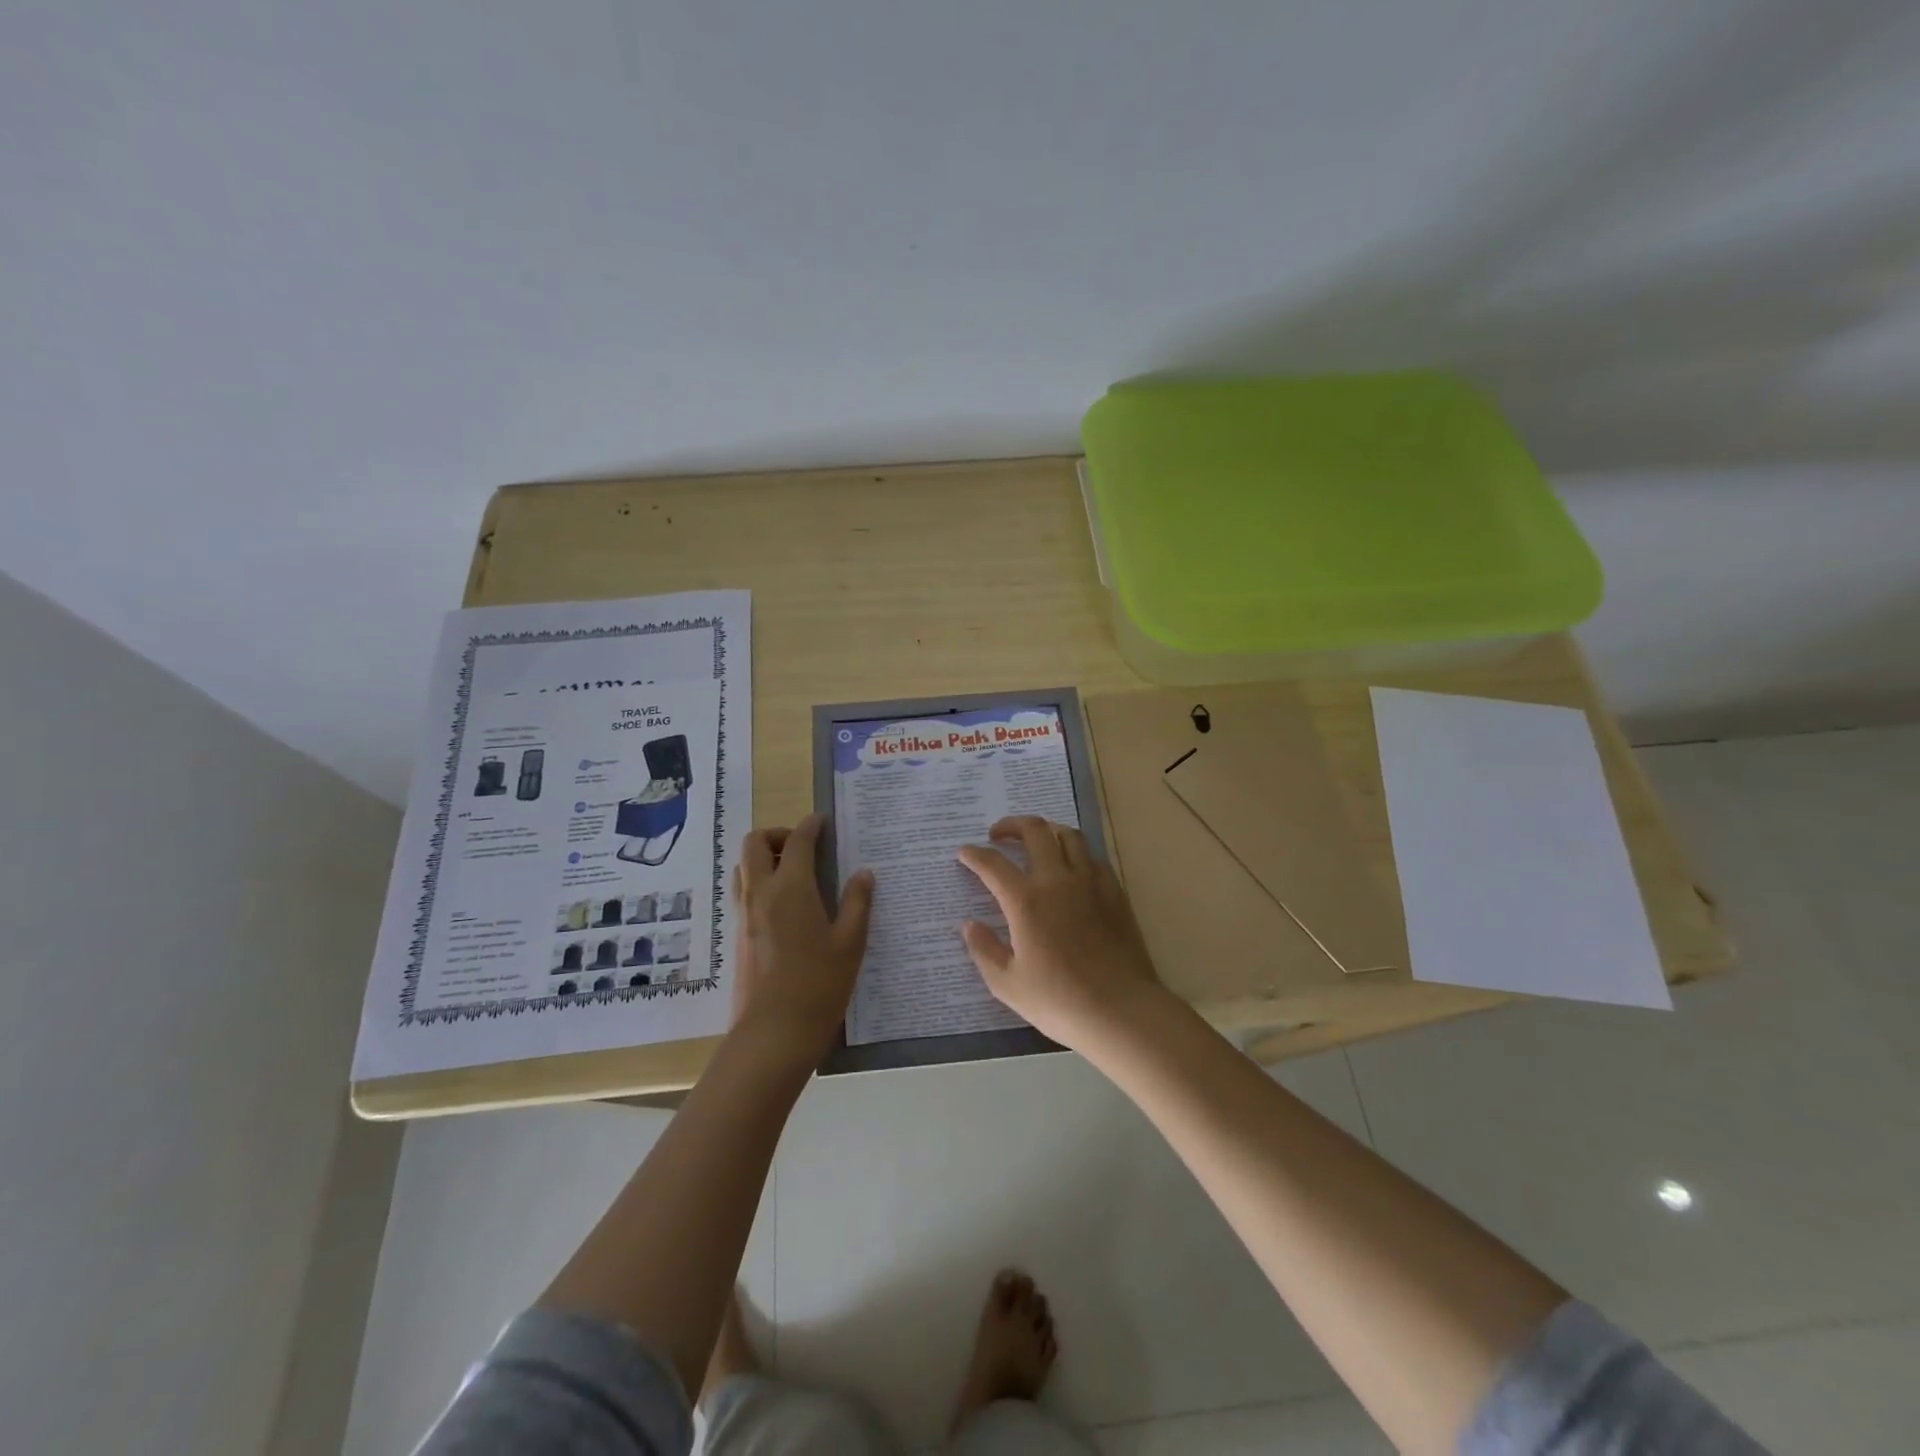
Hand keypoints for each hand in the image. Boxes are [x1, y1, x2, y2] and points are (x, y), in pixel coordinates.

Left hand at [729, 815, 873, 1064]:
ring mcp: (744, 915)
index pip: (797, 840)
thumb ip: (858, 902)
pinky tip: (788, 907)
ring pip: (743, 867)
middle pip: (754, 842)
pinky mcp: (737, 935)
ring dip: (764, 857)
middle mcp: (760, 893)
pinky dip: (760, 882)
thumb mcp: (851, 943)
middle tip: (804, 848)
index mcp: (791, 888)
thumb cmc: (819, 986)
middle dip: (777, 834)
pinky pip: (744, 891)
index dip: (811, 825)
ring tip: (794, 874)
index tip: (824, 822)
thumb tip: (863, 873)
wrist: (773, 1034)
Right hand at [955, 816, 1164, 1050]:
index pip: (992, 864)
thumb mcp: (1008, 984)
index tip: (964, 853)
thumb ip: (984, 950)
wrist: (1121, 1010)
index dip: (974, 854)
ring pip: (1068, 835)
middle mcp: (1057, 880)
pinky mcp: (1115, 892)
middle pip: (1034, 831)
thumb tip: (969, 925)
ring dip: (1047, 831)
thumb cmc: (1059, 1001)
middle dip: (1011, 825)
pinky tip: (1072, 870)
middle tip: (998, 834)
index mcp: (1026, 901)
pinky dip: (1076, 854)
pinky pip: (1093, 858)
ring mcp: (1090, 882)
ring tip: (1036, 842)